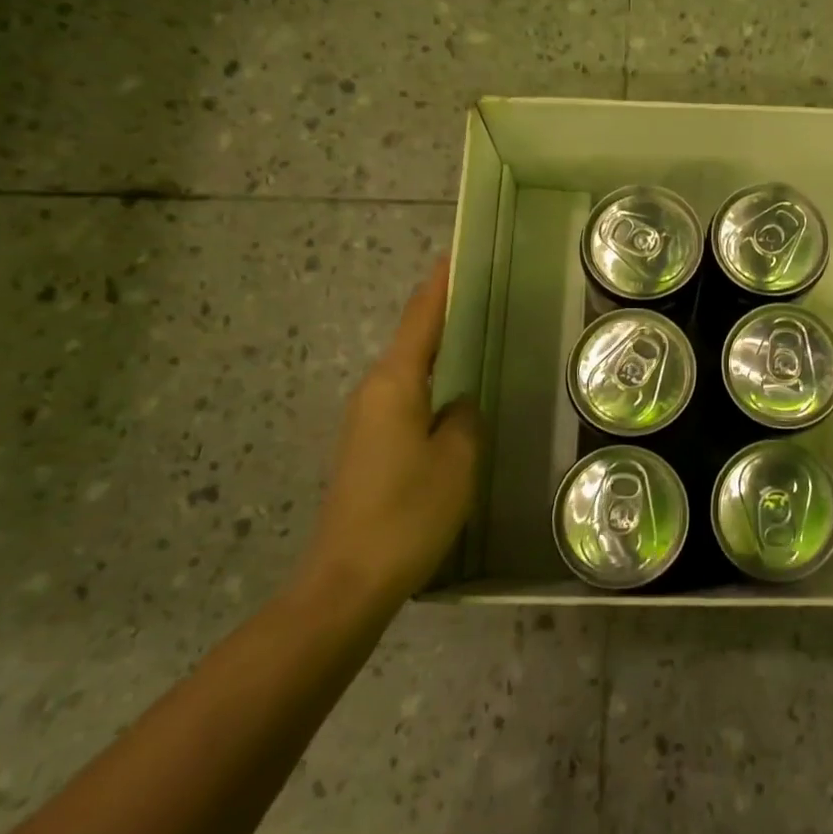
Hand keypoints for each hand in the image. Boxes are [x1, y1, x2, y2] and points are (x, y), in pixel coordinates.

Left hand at [295, 256, 481, 614]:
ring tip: (477, 337)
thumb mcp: (457, 460)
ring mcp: (367, 421)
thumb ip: (466, 419)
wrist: (348, 580)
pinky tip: (455, 397)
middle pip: (412, 339)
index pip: (421, 318)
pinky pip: (407, 399)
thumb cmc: (408, 512)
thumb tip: (461, 403)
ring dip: (439, 351)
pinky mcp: (368, 447)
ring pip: (410, 371)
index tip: (457, 253)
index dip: (440, 284)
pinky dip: (432, 384)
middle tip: (484, 294)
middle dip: (443, 314)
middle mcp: (374, 392)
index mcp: (395, 383)